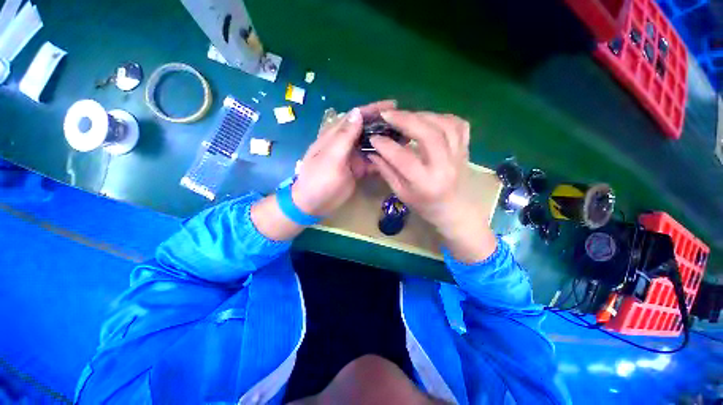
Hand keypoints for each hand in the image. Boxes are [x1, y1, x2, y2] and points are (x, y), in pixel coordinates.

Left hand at [292, 100, 396, 216]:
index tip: (392, 105)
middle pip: (365, 130)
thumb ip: (344, 137)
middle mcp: (344, 143)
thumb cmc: (319, 180)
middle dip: (382, 125)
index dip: (372, 109)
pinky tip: (394, 158)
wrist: (314, 204)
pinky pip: (371, 161)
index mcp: (335, 136)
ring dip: (384, 141)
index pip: (355, 117)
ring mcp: (352, 157)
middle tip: (403, 124)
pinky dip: (381, 158)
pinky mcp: (357, 169)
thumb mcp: (331, 158)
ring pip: (370, 145)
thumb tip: (357, 112)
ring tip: (403, 139)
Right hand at [368, 111, 496, 262]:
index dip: (386, 145)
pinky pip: (458, 124)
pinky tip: (429, 120)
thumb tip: (373, 151)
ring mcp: (459, 156)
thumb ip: (387, 171)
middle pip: (428, 135)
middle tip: (387, 115)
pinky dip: (442, 117)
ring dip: (422, 116)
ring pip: (444, 125)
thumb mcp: (401, 193)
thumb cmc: (424, 205)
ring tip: (406, 116)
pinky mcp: (465, 149)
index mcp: (425, 183)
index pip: (404, 159)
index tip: (373, 136)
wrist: (454, 210)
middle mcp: (444, 167)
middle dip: (405, 120)